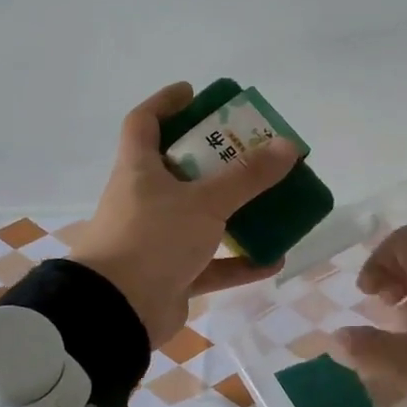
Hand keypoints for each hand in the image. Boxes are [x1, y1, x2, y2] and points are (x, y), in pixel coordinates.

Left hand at [69, 83, 299, 347]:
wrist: (118, 313)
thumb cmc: (153, 239)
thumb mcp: (204, 202)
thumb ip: (247, 176)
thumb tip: (288, 145)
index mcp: (139, 170)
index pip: (143, 122)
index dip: (166, 103)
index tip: (194, 93)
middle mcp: (144, 200)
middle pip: (179, 169)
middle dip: (215, 159)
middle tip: (250, 149)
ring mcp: (157, 240)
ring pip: (199, 217)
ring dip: (233, 211)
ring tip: (270, 201)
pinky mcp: (171, 276)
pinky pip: (211, 264)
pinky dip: (239, 262)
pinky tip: (273, 258)